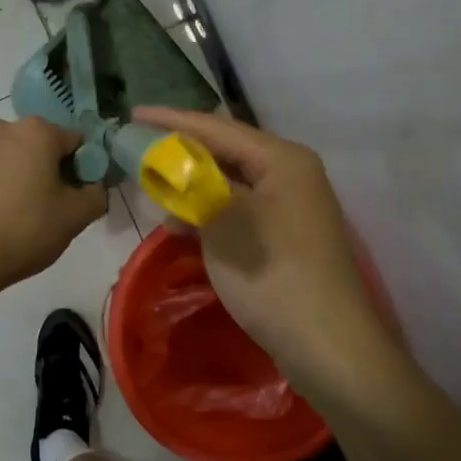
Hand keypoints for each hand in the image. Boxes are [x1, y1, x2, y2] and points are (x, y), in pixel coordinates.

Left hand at [0, 116, 106, 290]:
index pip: (75, 142)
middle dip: (47, 169)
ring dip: (18, 176)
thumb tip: (94, 188)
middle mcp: (1, 129)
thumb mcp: (76, 217)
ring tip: (18, 214)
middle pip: (38, 146)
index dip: (82, 168)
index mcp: (36, 132)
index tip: (77, 196)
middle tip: (49, 207)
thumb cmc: (26, 229)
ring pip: (8, 158)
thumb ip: (96, 195)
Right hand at [135, 107, 394, 399]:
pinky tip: (181, 222)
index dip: (171, 121)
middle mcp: (291, 173)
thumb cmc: (275, 276)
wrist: (328, 345)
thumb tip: (169, 173)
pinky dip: (209, 210)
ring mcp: (291, 205)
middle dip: (181, 150)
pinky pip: (239, 208)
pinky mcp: (286, 234)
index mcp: (282, 159)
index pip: (216, 128)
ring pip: (231, 181)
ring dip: (192, 183)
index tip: (132, 115)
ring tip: (152, 185)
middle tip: (138, 149)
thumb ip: (194, 187)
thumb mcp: (225, 224)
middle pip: (225, 150)